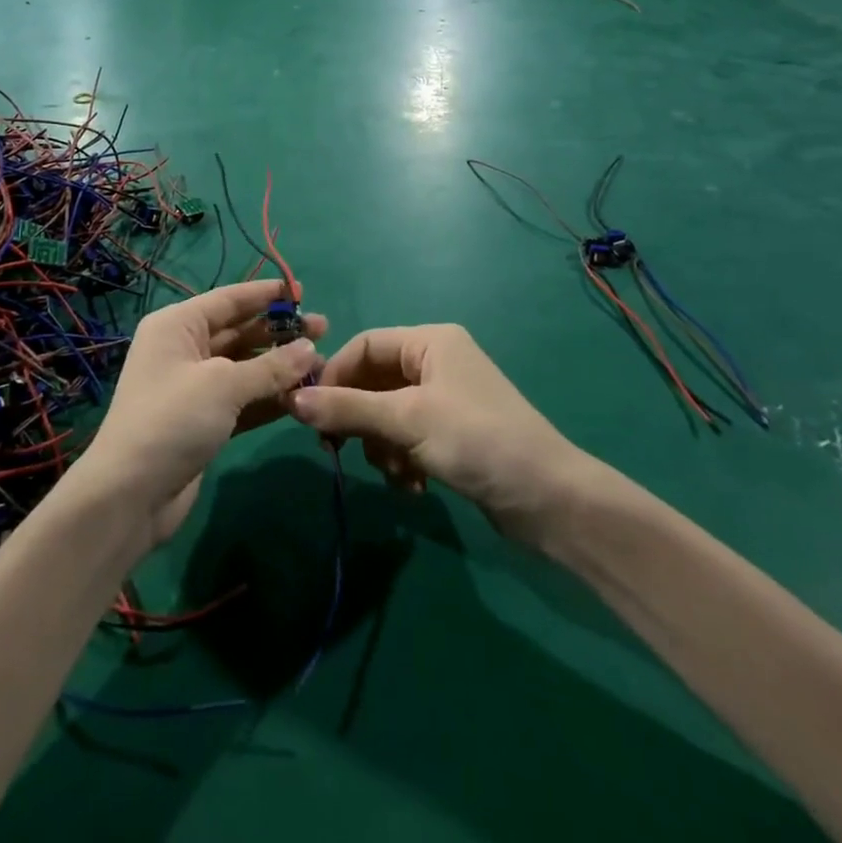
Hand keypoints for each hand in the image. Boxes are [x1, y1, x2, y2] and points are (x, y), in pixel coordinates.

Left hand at [79, 280, 325, 543]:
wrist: (130, 496)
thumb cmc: (172, 420)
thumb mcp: (223, 385)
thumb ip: (270, 366)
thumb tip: (311, 348)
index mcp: (178, 325)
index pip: (229, 299)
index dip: (267, 294)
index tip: (304, 291)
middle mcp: (184, 349)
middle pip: (240, 331)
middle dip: (280, 332)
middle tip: (325, 330)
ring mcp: (193, 387)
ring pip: (245, 367)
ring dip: (279, 367)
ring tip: (322, 365)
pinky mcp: (204, 421)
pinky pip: (243, 399)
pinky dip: (269, 397)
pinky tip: (302, 396)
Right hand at [287, 325, 590, 541]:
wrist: (550, 500)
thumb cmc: (476, 440)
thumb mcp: (406, 421)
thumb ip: (347, 409)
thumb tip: (291, 400)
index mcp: (430, 342)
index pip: (365, 345)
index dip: (335, 375)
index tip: (313, 412)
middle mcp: (437, 362)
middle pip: (374, 382)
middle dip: (361, 419)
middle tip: (341, 450)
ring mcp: (447, 400)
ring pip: (388, 415)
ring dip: (383, 446)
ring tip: (396, 474)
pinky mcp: (454, 434)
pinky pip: (409, 438)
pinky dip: (403, 460)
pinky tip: (414, 487)